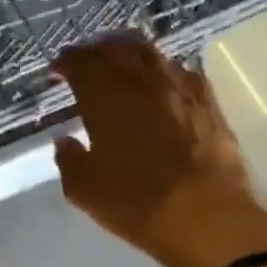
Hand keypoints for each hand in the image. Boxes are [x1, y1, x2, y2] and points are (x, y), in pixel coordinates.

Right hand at [52, 35, 266, 266]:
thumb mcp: (83, 188)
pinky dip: (163, 71)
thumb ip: (69, 158)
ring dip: (129, 53)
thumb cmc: (136, 202)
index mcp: (106, 97)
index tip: (56, 73)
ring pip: (151, 54)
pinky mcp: (209, 104)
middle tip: (85, 62)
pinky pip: (182, 72)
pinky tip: (161, 84)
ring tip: (119, 65)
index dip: (66, 62)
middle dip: (95, 51)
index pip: (81, 63)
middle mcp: (143, 82)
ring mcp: (181, 89)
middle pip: (116, 48)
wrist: (208, 218)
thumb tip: (65, 141)